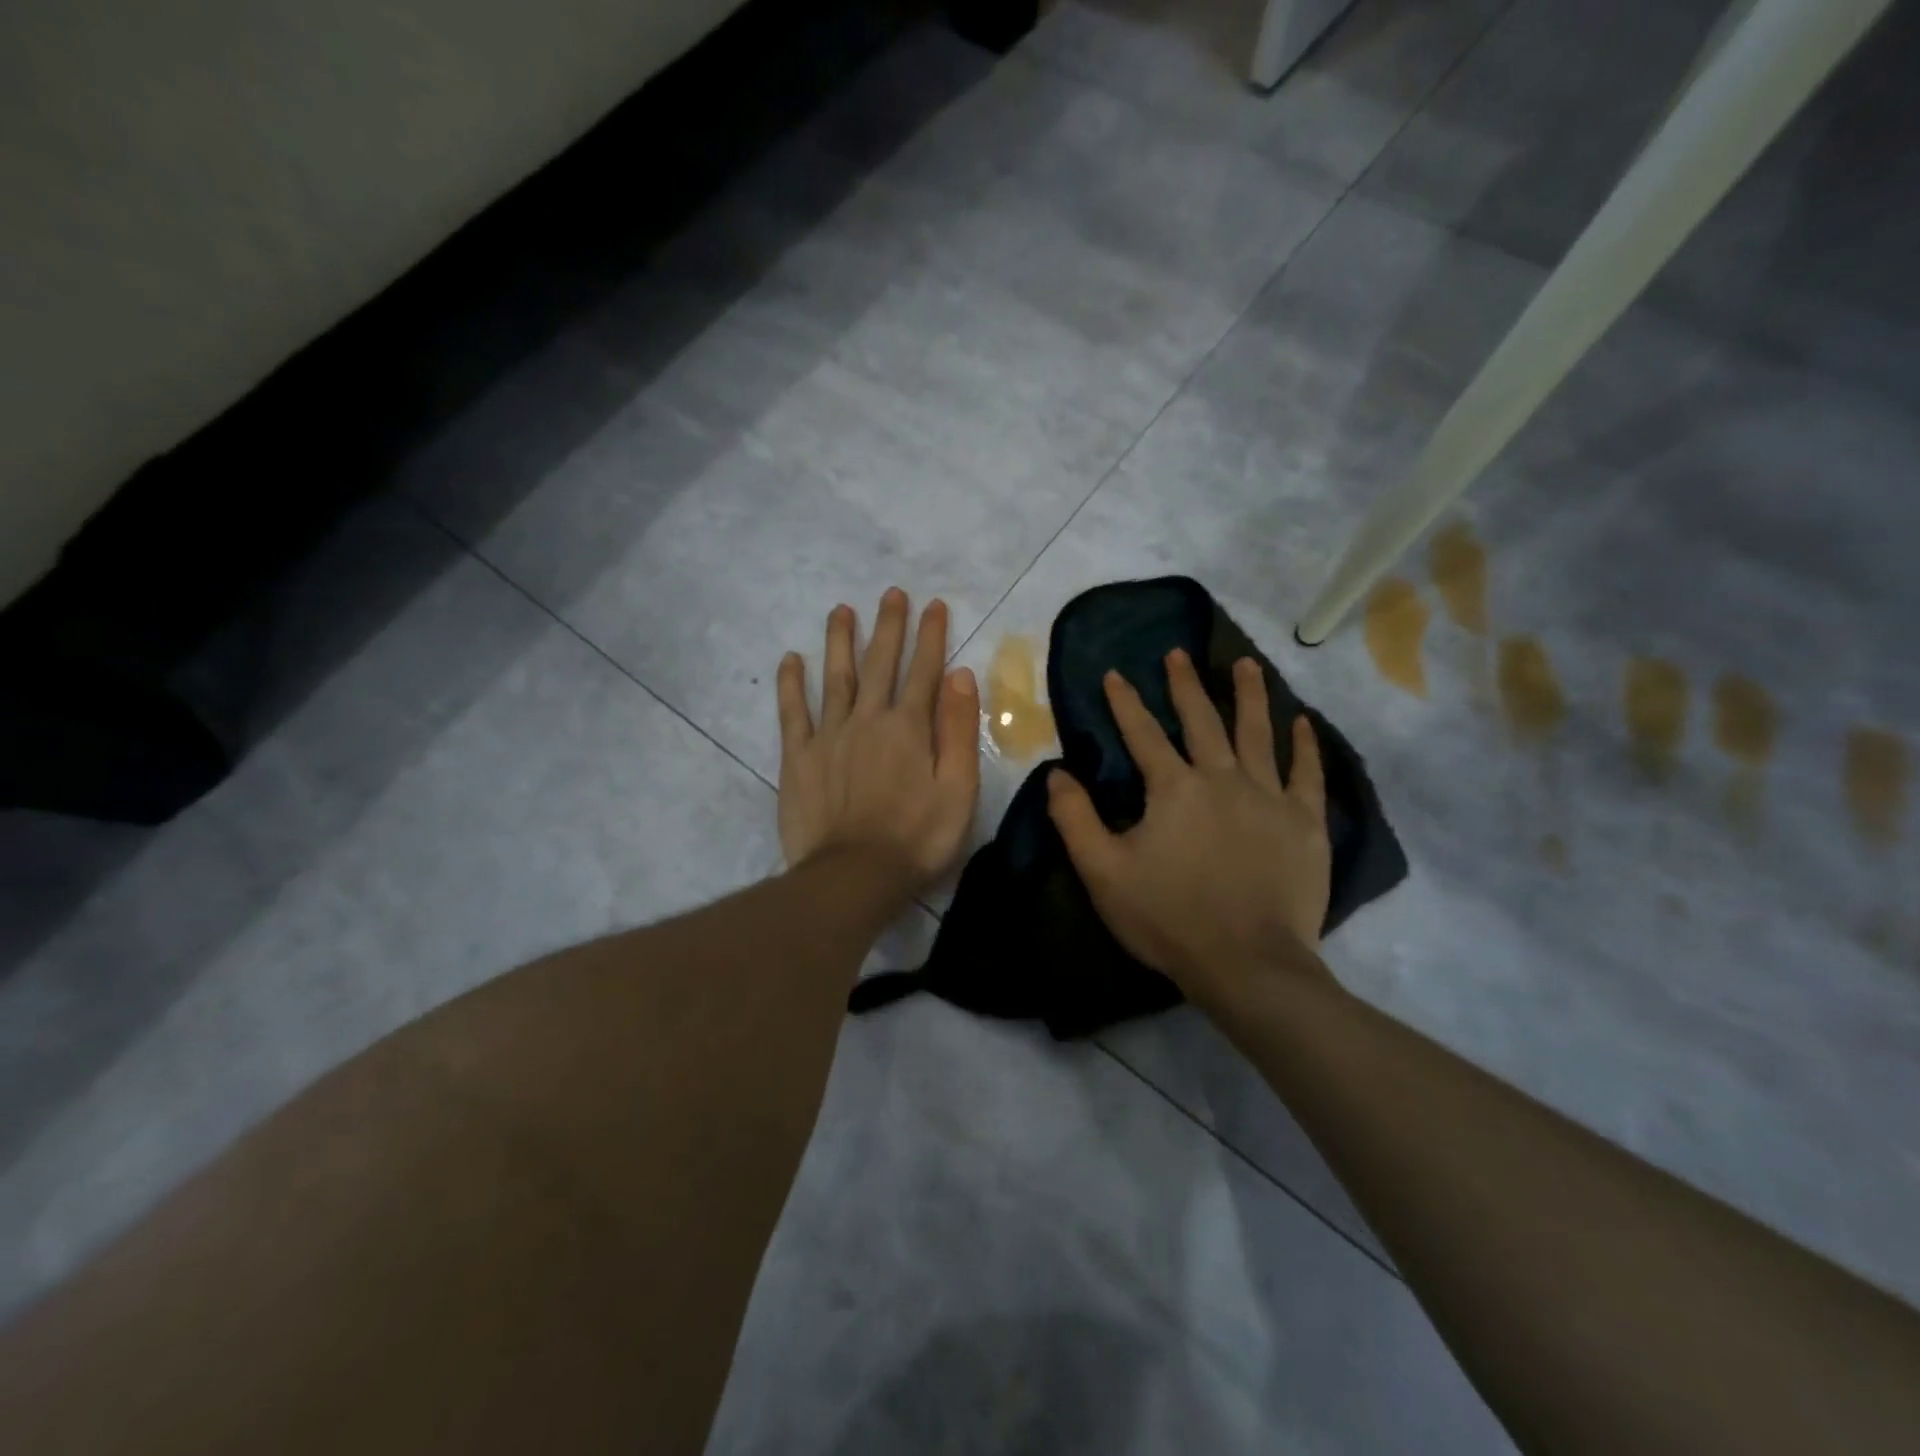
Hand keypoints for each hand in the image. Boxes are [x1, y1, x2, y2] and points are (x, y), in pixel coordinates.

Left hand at [777, 589, 980, 892]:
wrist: (854, 875)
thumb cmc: (917, 838)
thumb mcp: (958, 789)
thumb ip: (958, 729)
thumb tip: (960, 675)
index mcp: (909, 727)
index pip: (924, 670)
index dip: (930, 636)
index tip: (933, 604)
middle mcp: (868, 719)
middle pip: (879, 663)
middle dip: (888, 626)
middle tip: (891, 594)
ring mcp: (829, 735)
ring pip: (835, 677)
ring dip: (840, 641)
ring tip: (841, 609)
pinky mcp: (799, 757)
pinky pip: (793, 712)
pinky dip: (791, 684)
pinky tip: (791, 659)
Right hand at [1045, 648, 1332, 1006]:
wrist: (1248, 964)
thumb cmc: (1169, 918)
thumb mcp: (1103, 872)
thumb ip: (1074, 818)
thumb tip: (1056, 773)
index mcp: (1173, 789)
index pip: (1142, 734)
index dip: (1125, 702)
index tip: (1114, 673)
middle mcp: (1223, 779)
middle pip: (1202, 720)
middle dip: (1185, 685)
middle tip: (1178, 653)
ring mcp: (1269, 798)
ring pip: (1258, 733)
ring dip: (1250, 695)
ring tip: (1246, 663)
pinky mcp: (1305, 823)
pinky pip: (1307, 774)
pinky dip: (1305, 745)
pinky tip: (1303, 722)